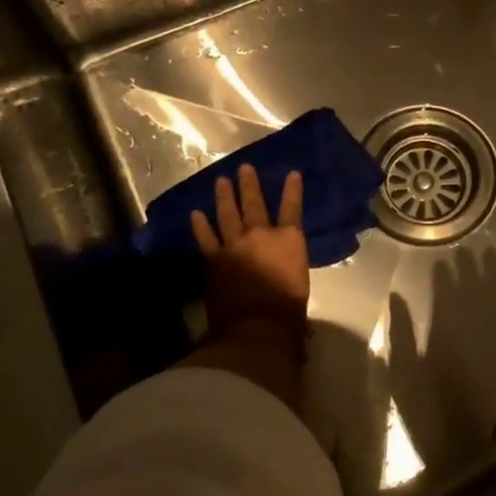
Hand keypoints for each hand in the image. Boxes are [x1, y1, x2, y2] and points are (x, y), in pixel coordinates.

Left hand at [190, 163, 308, 339]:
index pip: (292, 208)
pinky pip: (206, 238)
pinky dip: (200, 226)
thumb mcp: (300, 282)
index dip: (293, 189)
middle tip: (244, 168)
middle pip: (254, 203)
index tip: (292, 173)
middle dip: (249, 185)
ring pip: (227, 214)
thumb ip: (291, 267)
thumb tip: (285, 270)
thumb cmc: (288, 310)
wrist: (256, 327)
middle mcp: (261, 235)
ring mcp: (234, 245)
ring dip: (224, 197)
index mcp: (289, 240)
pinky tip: (195, 214)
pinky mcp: (214, 259)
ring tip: (220, 181)